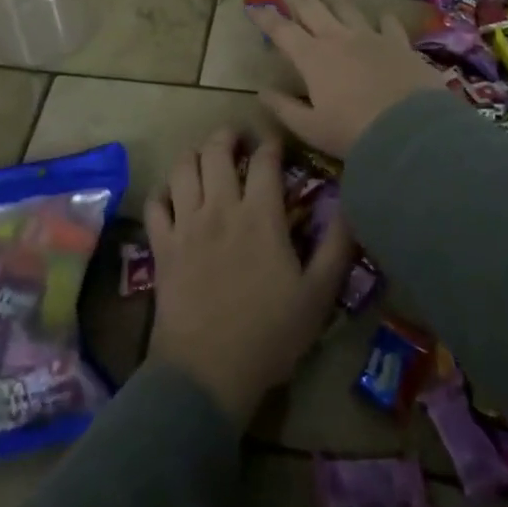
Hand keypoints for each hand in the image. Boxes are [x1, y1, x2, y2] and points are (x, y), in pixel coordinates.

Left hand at [145, 130, 354, 425]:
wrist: (207, 371)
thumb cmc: (270, 335)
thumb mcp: (318, 295)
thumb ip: (336, 247)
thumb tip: (351, 205)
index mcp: (260, 216)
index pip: (265, 161)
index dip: (271, 143)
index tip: (276, 141)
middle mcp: (220, 208)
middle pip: (216, 151)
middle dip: (227, 135)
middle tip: (237, 138)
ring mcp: (186, 224)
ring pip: (183, 168)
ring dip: (195, 154)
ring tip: (205, 156)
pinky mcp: (162, 245)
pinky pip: (156, 203)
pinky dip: (163, 191)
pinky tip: (173, 194)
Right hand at [246, 0, 450, 156]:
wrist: (410, 131)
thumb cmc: (353, 132)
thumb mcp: (310, 128)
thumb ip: (284, 108)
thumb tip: (262, 91)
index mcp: (312, 58)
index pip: (281, 30)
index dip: (264, 16)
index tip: (251, 6)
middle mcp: (338, 39)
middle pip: (310, 6)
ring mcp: (370, 37)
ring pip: (346, 8)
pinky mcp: (399, 44)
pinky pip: (388, 24)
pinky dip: (381, 19)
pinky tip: (381, 17)